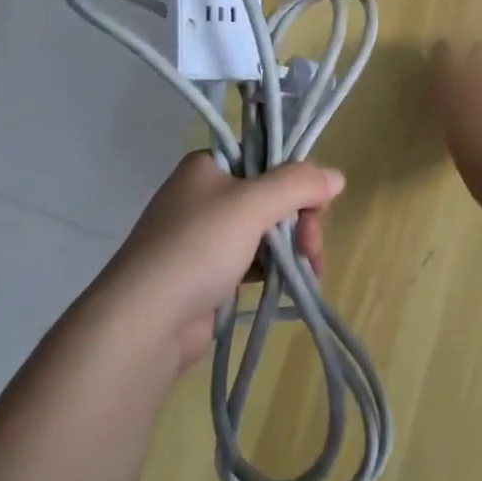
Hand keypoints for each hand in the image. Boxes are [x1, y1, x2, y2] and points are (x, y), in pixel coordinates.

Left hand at [104, 152, 343, 366]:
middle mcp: (205, 194)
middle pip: (271, 196)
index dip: (297, 180)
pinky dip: (274, 269)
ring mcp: (204, 236)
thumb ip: (298, 184)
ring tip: (308, 272)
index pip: (267, 158)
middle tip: (312, 247)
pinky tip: (291, 283)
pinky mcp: (207, 274)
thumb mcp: (253, 204)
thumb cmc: (197, 247)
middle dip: (300, 220)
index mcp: (208, 166)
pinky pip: (253, 260)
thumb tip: (337, 176)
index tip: (318, 205)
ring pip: (265, 230)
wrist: (144, 322)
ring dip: (292, 247)